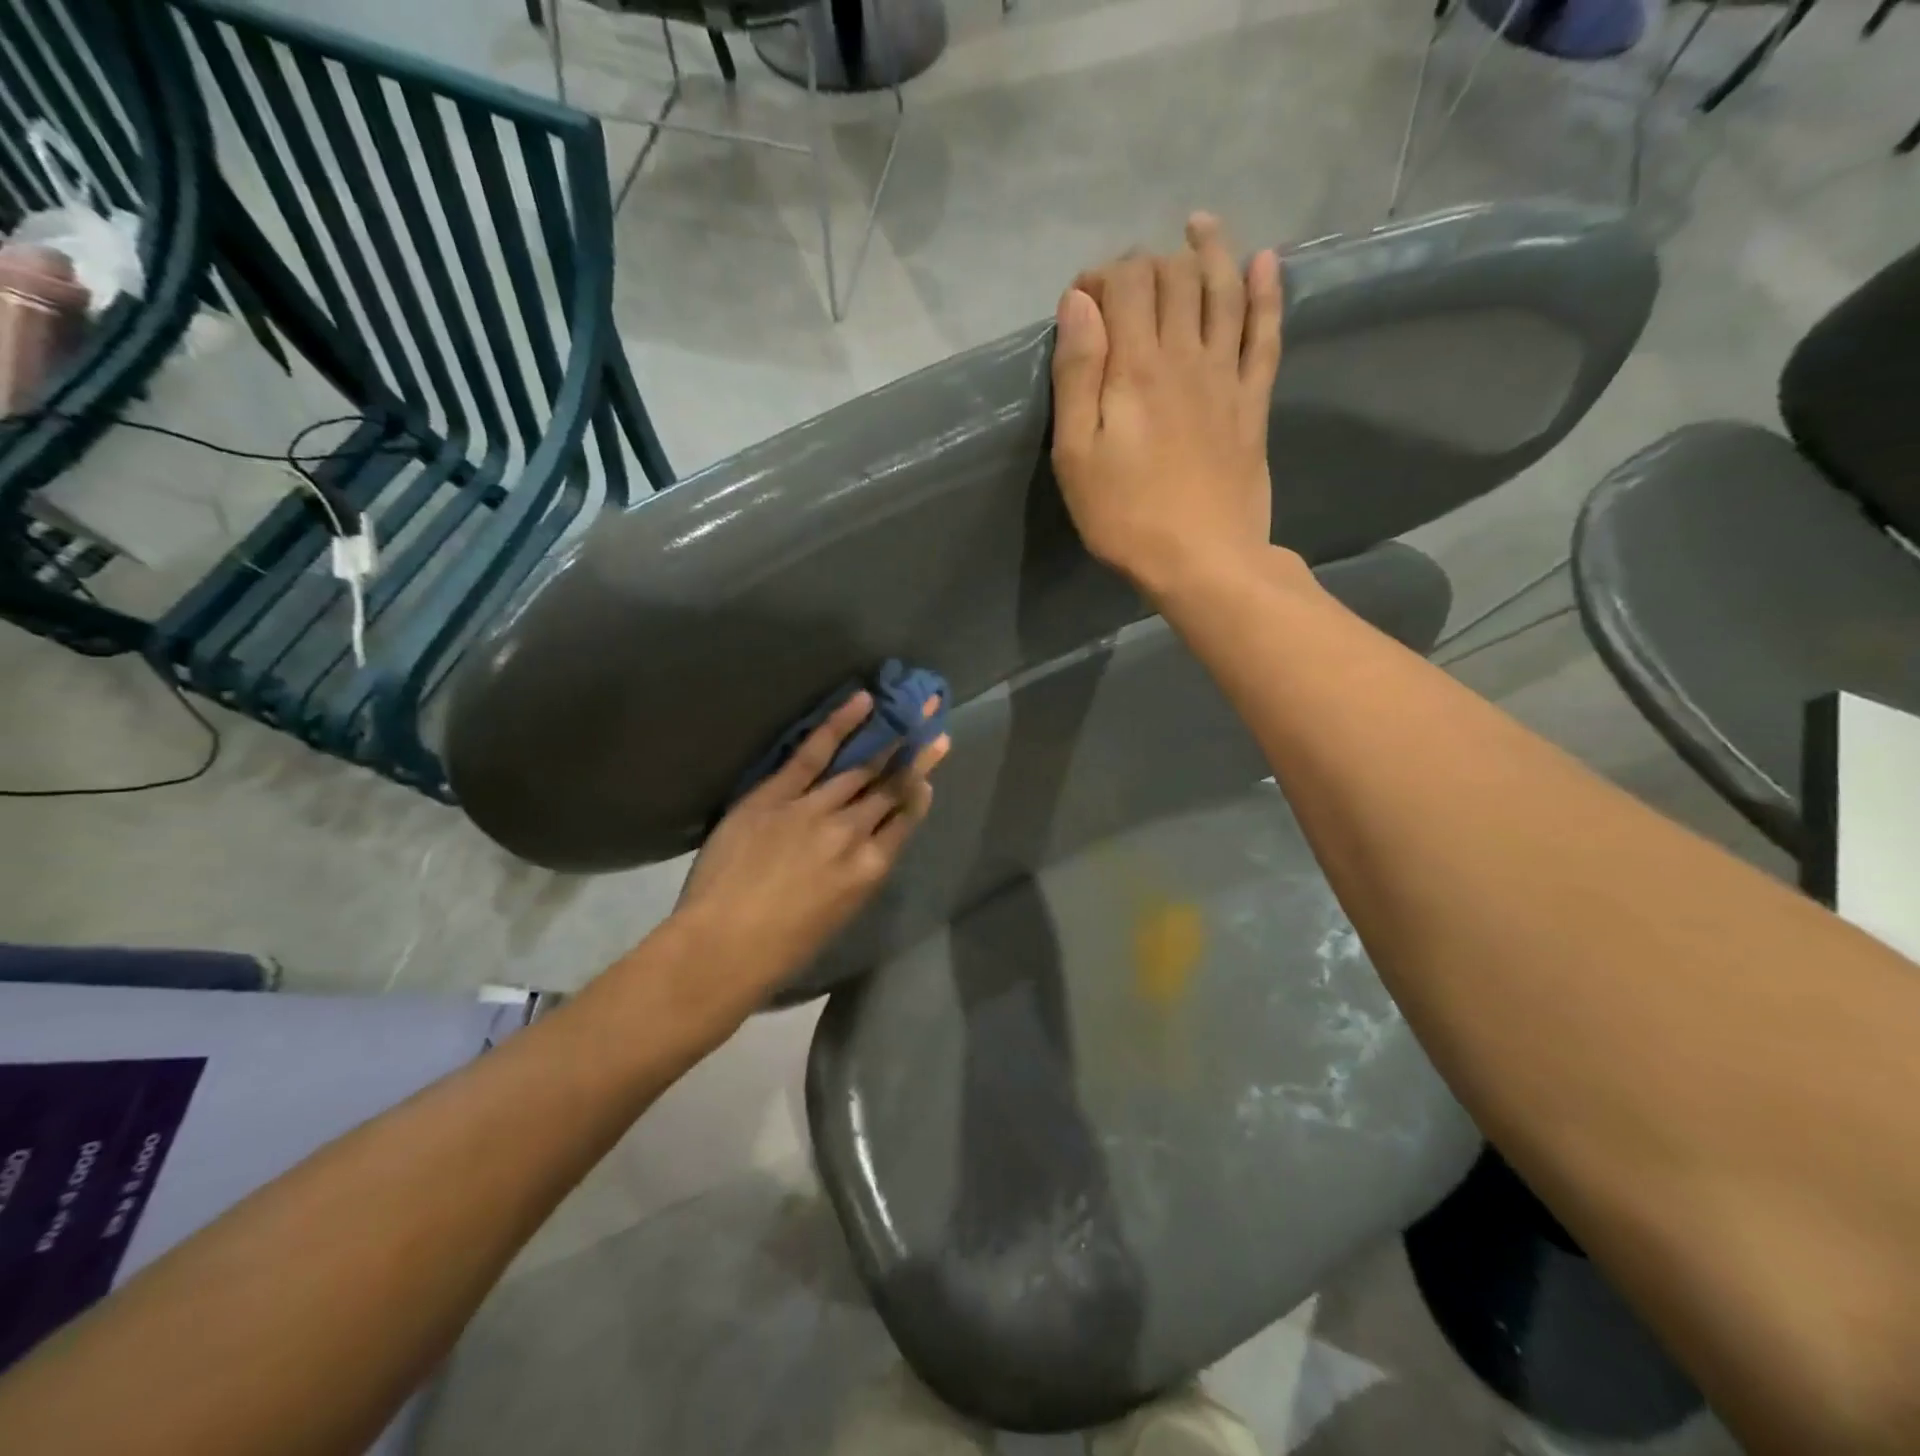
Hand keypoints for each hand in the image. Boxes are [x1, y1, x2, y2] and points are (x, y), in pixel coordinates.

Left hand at [673, 691, 948, 996]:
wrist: (724, 947)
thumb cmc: (781, 949)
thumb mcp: (837, 916)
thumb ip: (856, 875)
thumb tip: (866, 847)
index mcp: (870, 869)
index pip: (904, 821)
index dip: (919, 794)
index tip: (929, 774)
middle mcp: (853, 833)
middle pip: (891, 788)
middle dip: (917, 757)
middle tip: (936, 728)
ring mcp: (816, 810)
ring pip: (861, 768)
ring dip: (890, 738)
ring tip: (911, 711)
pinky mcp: (778, 795)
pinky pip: (813, 754)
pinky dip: (840, 725)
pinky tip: (863, 702)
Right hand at [1049, 213, 1282, 594]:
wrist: (1203, 560)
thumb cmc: (1125, 517)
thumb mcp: (1076, 456)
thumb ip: (1076, 375)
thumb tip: (1078, 303)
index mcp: (1136, 367)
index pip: (1124, 284)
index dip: (1101, 275)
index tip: (1082, 300)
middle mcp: (1186, 355)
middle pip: (1173, 277)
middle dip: (1147, 262)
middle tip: (1127, 282)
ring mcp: (1227, 375)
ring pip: (1224, 290)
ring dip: (1210, 251)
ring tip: (1200, 226)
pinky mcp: (1254, 402)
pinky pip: (1267, 333)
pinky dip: (1268, 292)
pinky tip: (1265, 263)